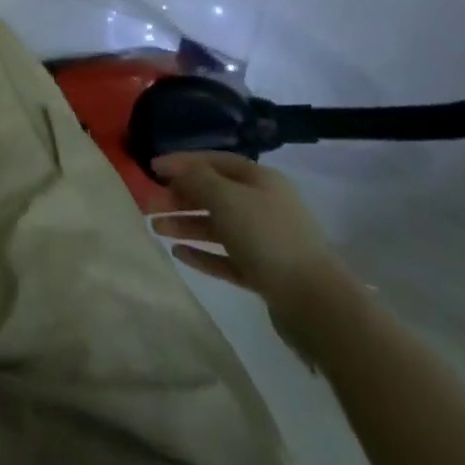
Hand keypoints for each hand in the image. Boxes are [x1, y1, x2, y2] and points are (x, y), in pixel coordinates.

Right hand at [150, 152, 348, 327]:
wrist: (315, 303)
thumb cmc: (267, 237)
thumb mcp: (225, 198)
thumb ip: (196, 179)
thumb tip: (177, 169)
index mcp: (260, 180)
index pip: (214, 161)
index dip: (182, 162)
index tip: (151, 168)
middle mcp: (263, 205)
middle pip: (214, 194)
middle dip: (180, 197)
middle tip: (149, 205)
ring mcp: (265, 241)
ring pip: (217, 227)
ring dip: (185, 225)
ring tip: (156, 229)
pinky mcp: (264, 273)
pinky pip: (226, 257)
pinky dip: (202, 253)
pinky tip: (179, 254)